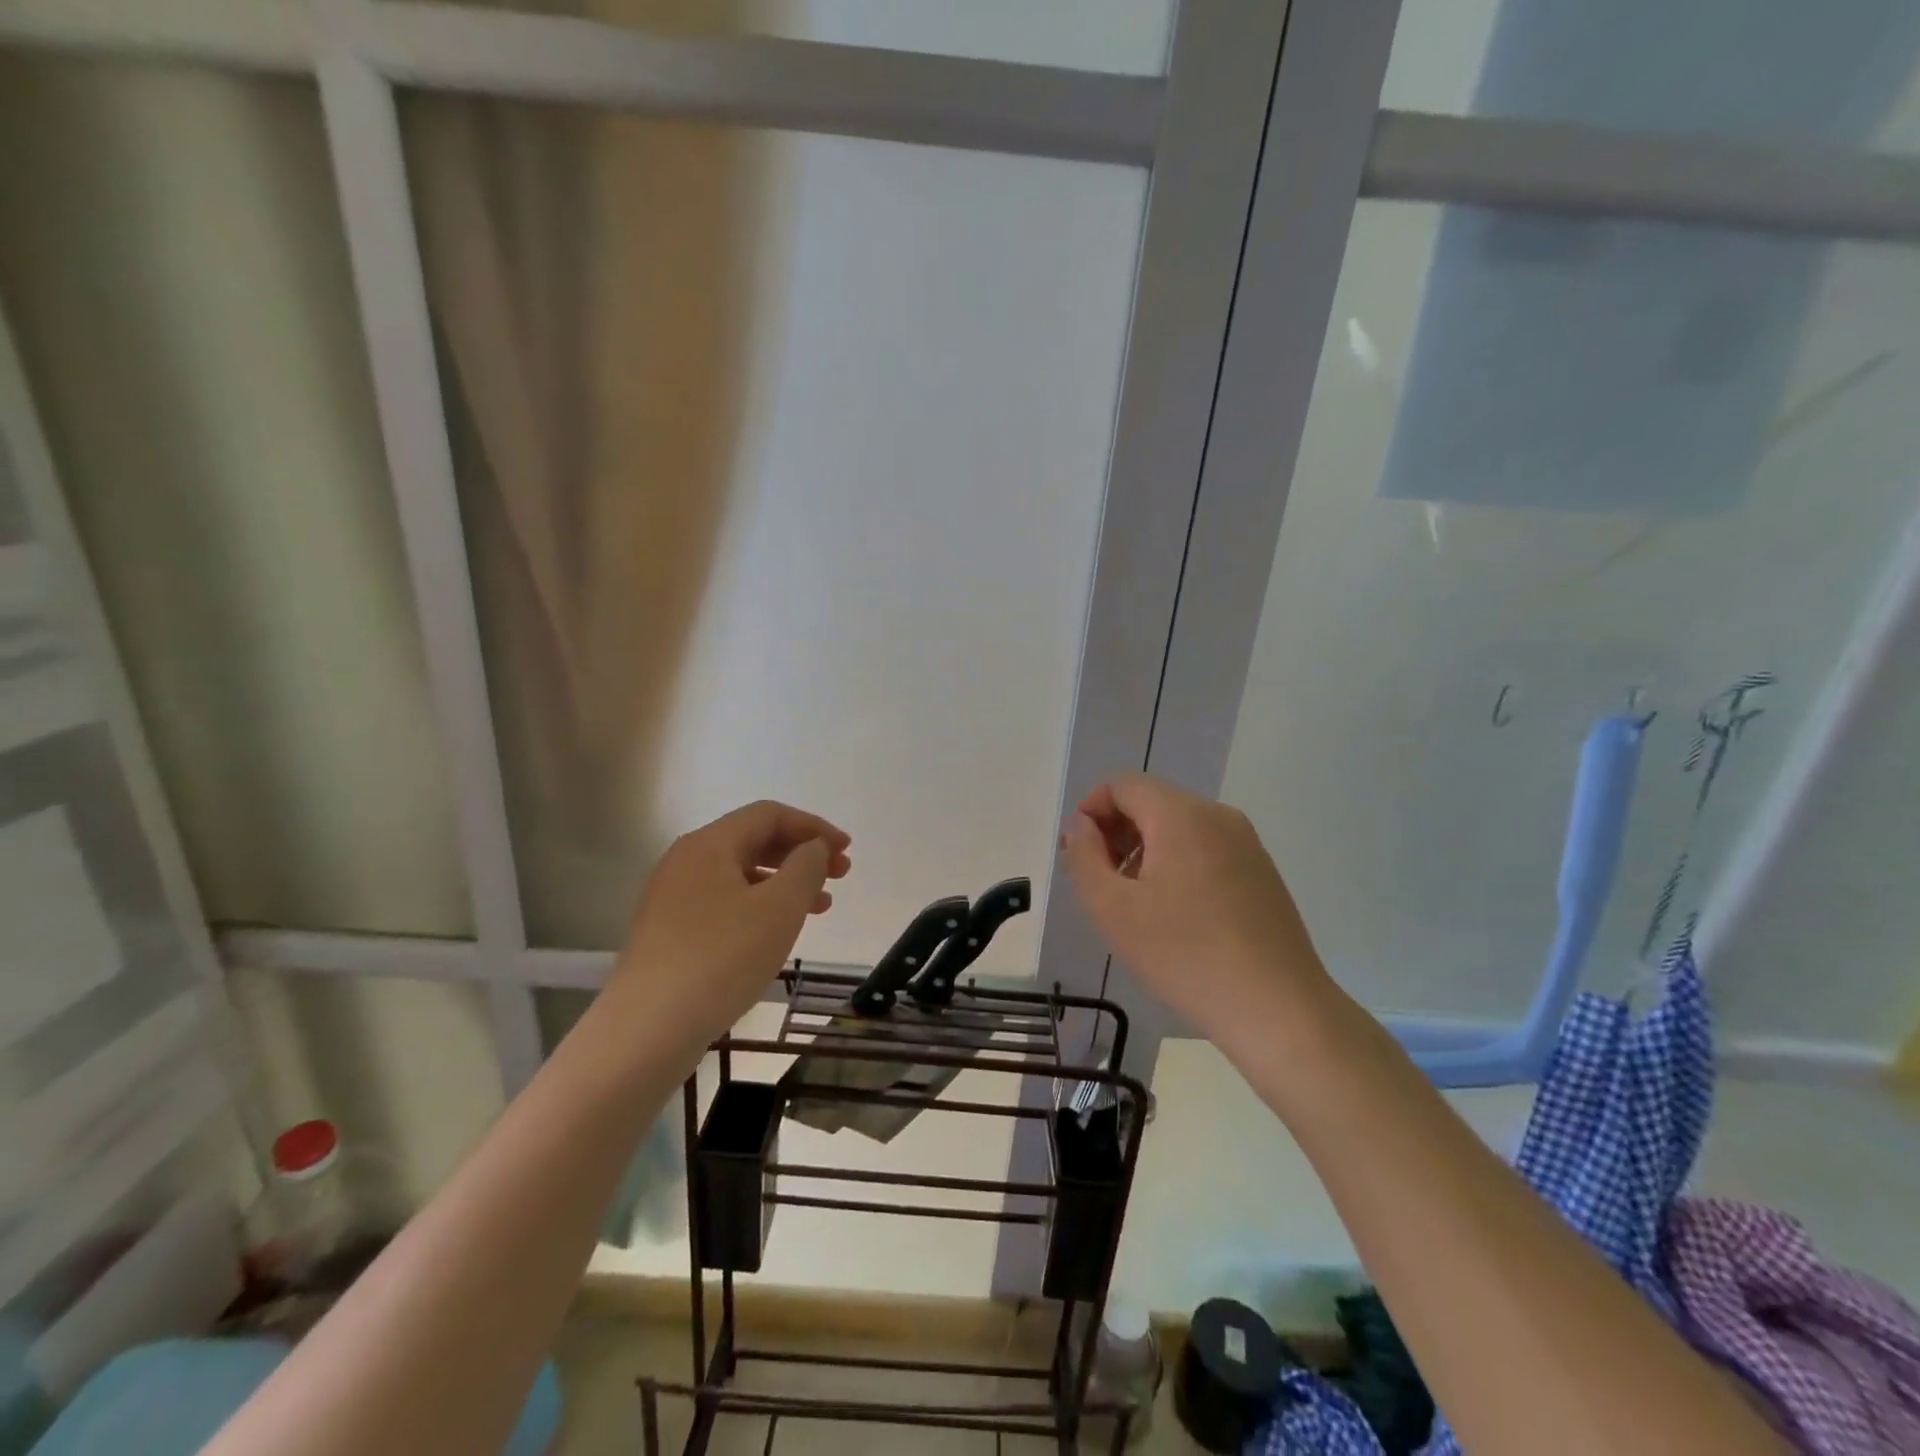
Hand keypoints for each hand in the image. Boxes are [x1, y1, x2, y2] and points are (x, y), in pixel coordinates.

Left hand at [605, 801, 851, 1055]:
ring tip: (821, 907)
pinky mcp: (670, 931)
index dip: (813, 827)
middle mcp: (686, 861)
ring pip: (741, 874)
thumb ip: (806, 867)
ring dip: (785, 882)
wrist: (647, 1029)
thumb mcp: (779, 908)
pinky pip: (725, 901)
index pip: (769, 815)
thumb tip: (813, 848)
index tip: (847, 849)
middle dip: (801, 853)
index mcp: (710, 844)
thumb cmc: (722, 958)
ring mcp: (674, 897)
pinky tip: (779, 932)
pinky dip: (760, 906)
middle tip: (840, 876)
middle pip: (753, 840)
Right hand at [1061, 774, 1332, 1047]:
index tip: (1078, 853)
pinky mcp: (1262, 872)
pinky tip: (1175, 916)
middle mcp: (1218, 816)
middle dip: (1116, 832)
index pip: (1123, 785)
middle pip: (1153, 802)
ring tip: (1134, 904)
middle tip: (1100, 882)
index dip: (1091, 810)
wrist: (1278, 1009)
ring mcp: (1247, 843)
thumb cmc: (1185, 955)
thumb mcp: (1112, 909)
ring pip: (1180, 827)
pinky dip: (1178, 865)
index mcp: (1181, 814)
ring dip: (1145, 851)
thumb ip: (1084, 857)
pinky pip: (1206, 850)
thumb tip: (1082, 827)